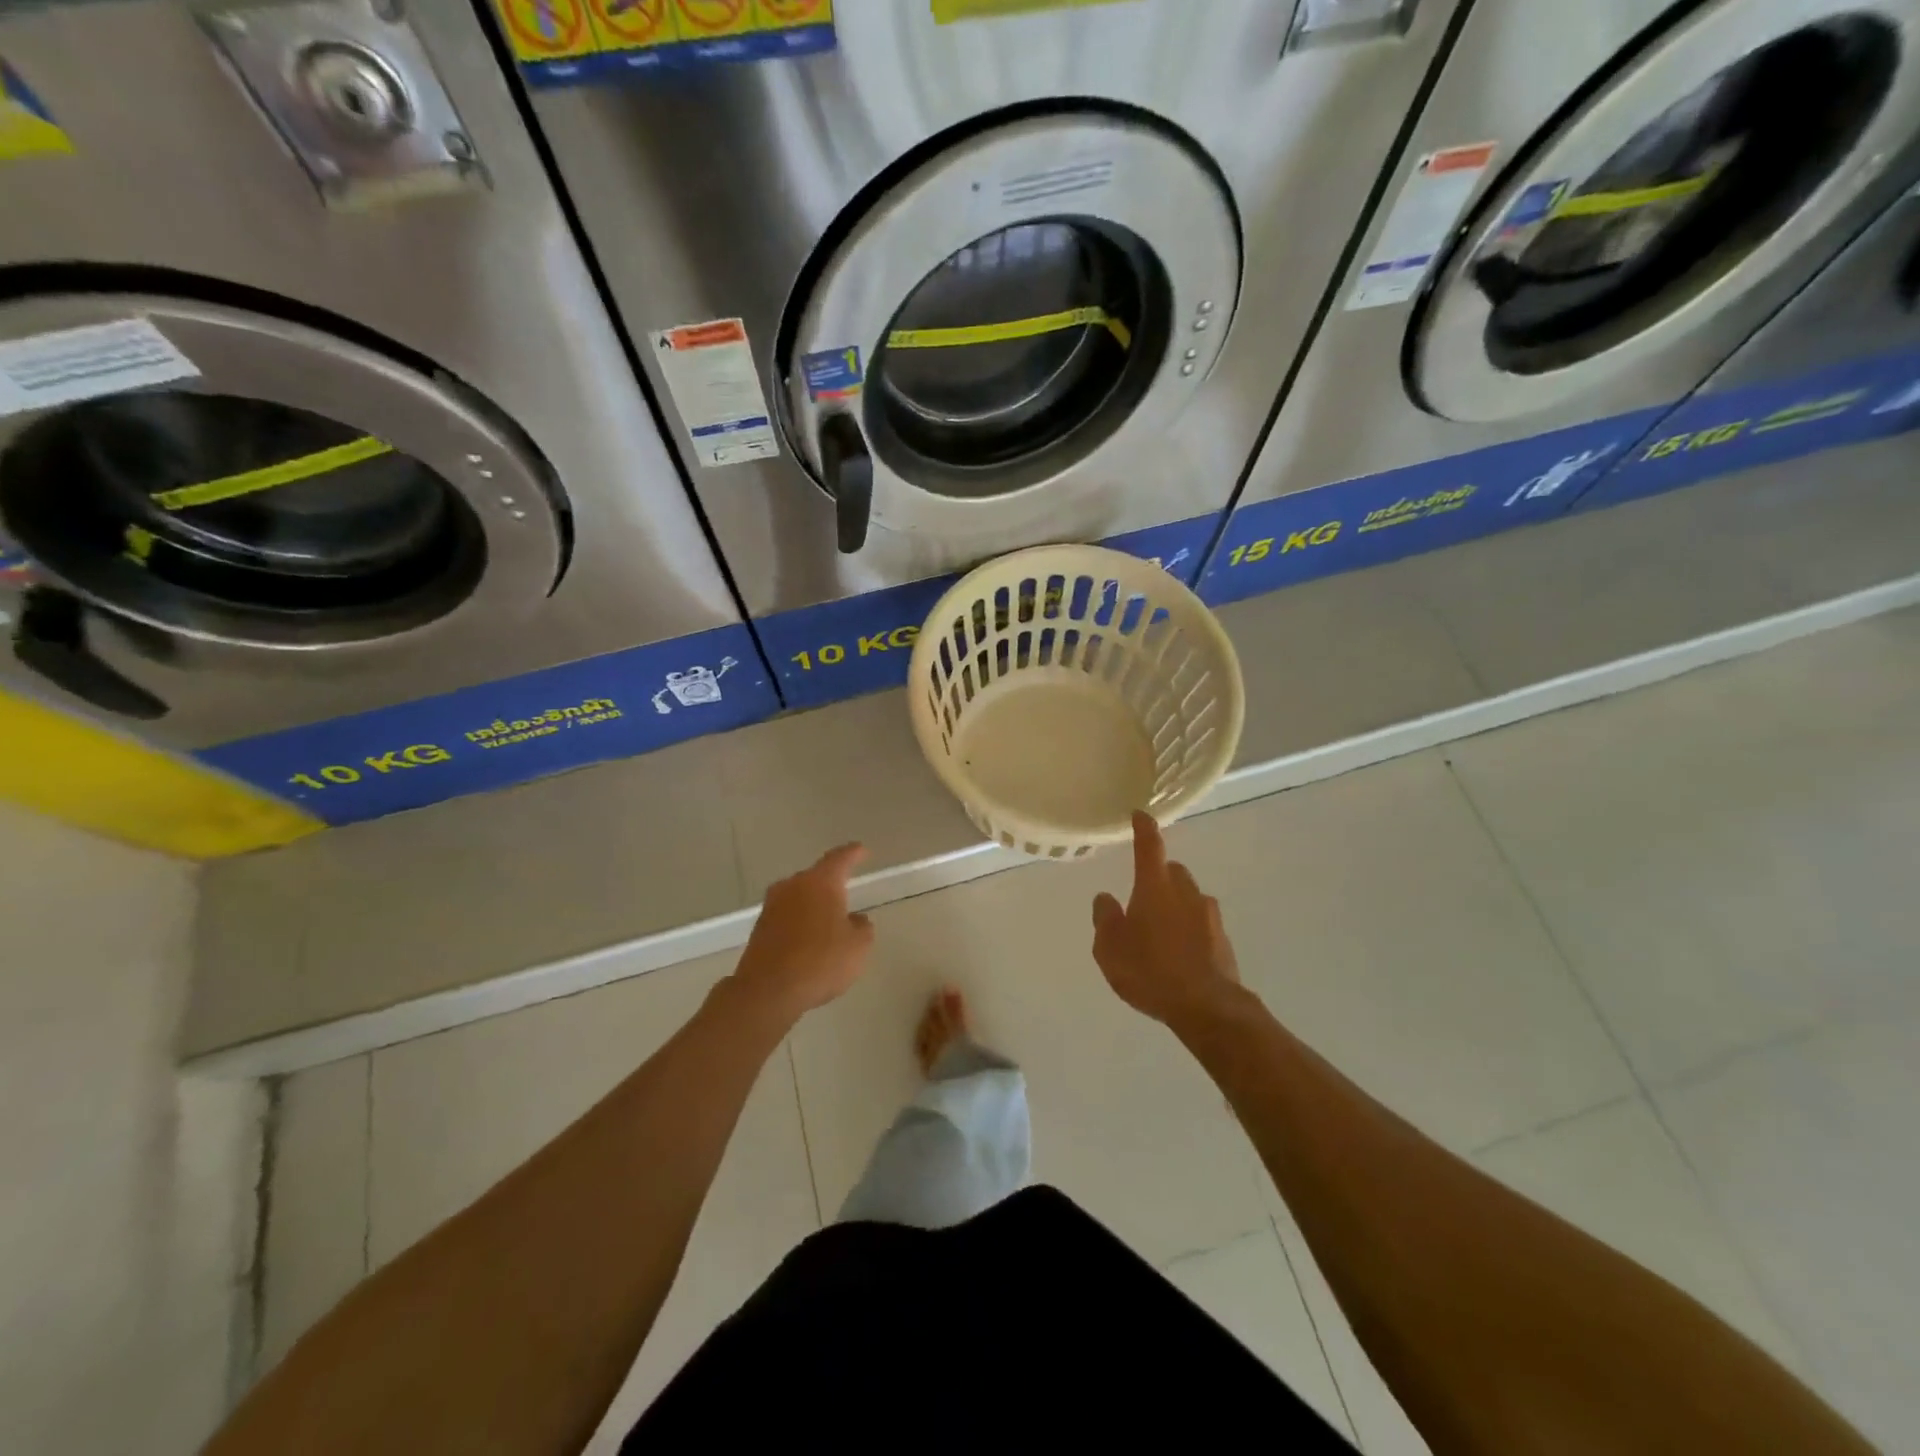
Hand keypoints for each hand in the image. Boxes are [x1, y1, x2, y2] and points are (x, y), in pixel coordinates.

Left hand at [730, 843, 874, 1021]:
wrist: (768, 991)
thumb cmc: (820, 961)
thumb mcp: (858, 946)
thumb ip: (862, 927)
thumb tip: (854, 919)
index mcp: (820, 882)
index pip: (839, 859)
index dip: (853, 854)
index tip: (861, 850)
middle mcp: (792, 886)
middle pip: (815, 877)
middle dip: (830, 884)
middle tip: (846, 890)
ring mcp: (771, 907)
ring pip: (798, 898)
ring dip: (813, 905)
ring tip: (829, 920)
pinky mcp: (759, 929)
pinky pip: (786, 918)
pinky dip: (799, 924)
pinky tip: (809, 941)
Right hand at [1092, 812, 1242, 1029]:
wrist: (1207, 1006)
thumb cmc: (1150, 971)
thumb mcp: (1110, 948)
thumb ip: (1105, 918)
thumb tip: (1105, 897)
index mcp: (1155, 887)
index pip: (1149, 846)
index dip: (1143, 828)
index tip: (1140, 814)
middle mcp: (1185, 892)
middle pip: (1172, 871)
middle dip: (1158, 876)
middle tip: (1142, 898)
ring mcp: (1209, 915)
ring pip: (1189, 897)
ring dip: (1175, 904)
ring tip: (1159, 933)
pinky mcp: (1223, 939)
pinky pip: (1200, 923)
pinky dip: (1189, 928)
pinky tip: (1178, 953)